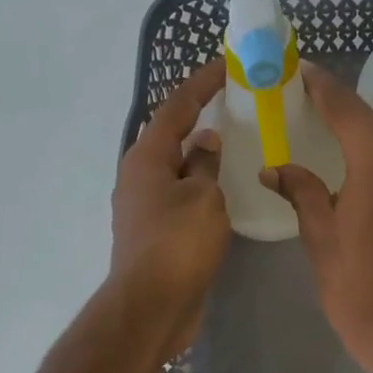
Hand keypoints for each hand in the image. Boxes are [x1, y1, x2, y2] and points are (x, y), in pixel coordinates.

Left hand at [109, 61, 229, 361]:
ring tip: (235, 145)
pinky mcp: (154, 235)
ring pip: (176, 170)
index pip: (176, 107)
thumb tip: (204, 142)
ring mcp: (143, 208)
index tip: (228, 65)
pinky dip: (201, 187)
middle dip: (200, 118)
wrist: (152, 307)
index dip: (202, 83)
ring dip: (201, 156)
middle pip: (171, 136)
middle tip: (235, 106)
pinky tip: (224, 192)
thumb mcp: (203, 198)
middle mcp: (138, 177)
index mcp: (146, 158)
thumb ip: (205, 165)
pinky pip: (181, 198)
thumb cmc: (178, 245)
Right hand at [259, 62, 372, 372]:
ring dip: (358, 135)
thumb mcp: (320, 235)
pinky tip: (353, 168)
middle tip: (302, 102)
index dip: (319, 87)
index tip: (296, 70)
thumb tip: (275, 167)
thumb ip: (301, 190)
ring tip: (323, 133)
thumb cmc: (356, 285)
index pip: (344, 106)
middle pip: (369, 121)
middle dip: (337, 110)